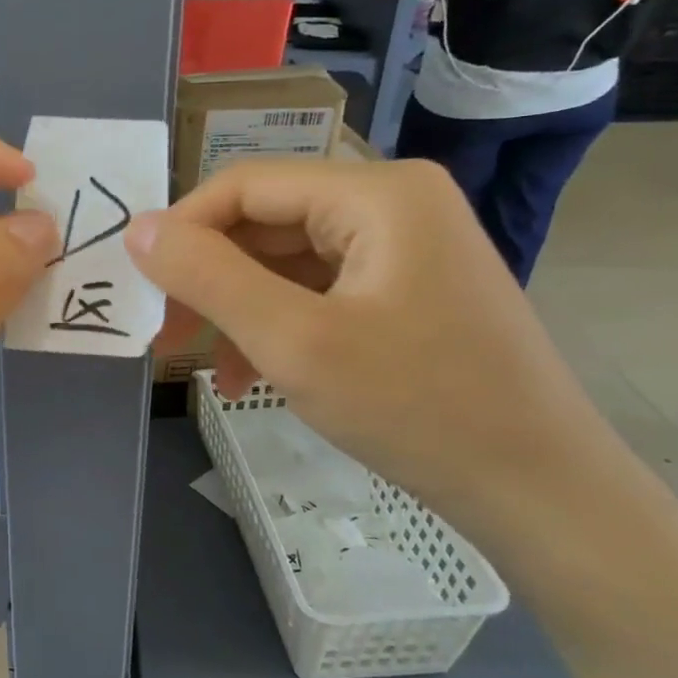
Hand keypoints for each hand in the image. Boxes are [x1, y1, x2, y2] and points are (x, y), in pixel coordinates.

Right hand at [124, 158, 634, 550]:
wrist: (541, 492)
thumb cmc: (418, 408)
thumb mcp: (294, 341)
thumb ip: (208, 277)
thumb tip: (137, 229)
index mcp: (376, 194)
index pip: (246, 185)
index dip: (182, 229)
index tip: (139, 287)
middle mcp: (392, 203)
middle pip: (265, 223)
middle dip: (208, 279)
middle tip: (163, 335)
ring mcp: (403, 248)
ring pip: (284, 262)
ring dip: (236, 310)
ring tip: (203, 367)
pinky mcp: (405, 290)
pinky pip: (317, 292)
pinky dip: (275, 327)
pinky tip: (249, 377)